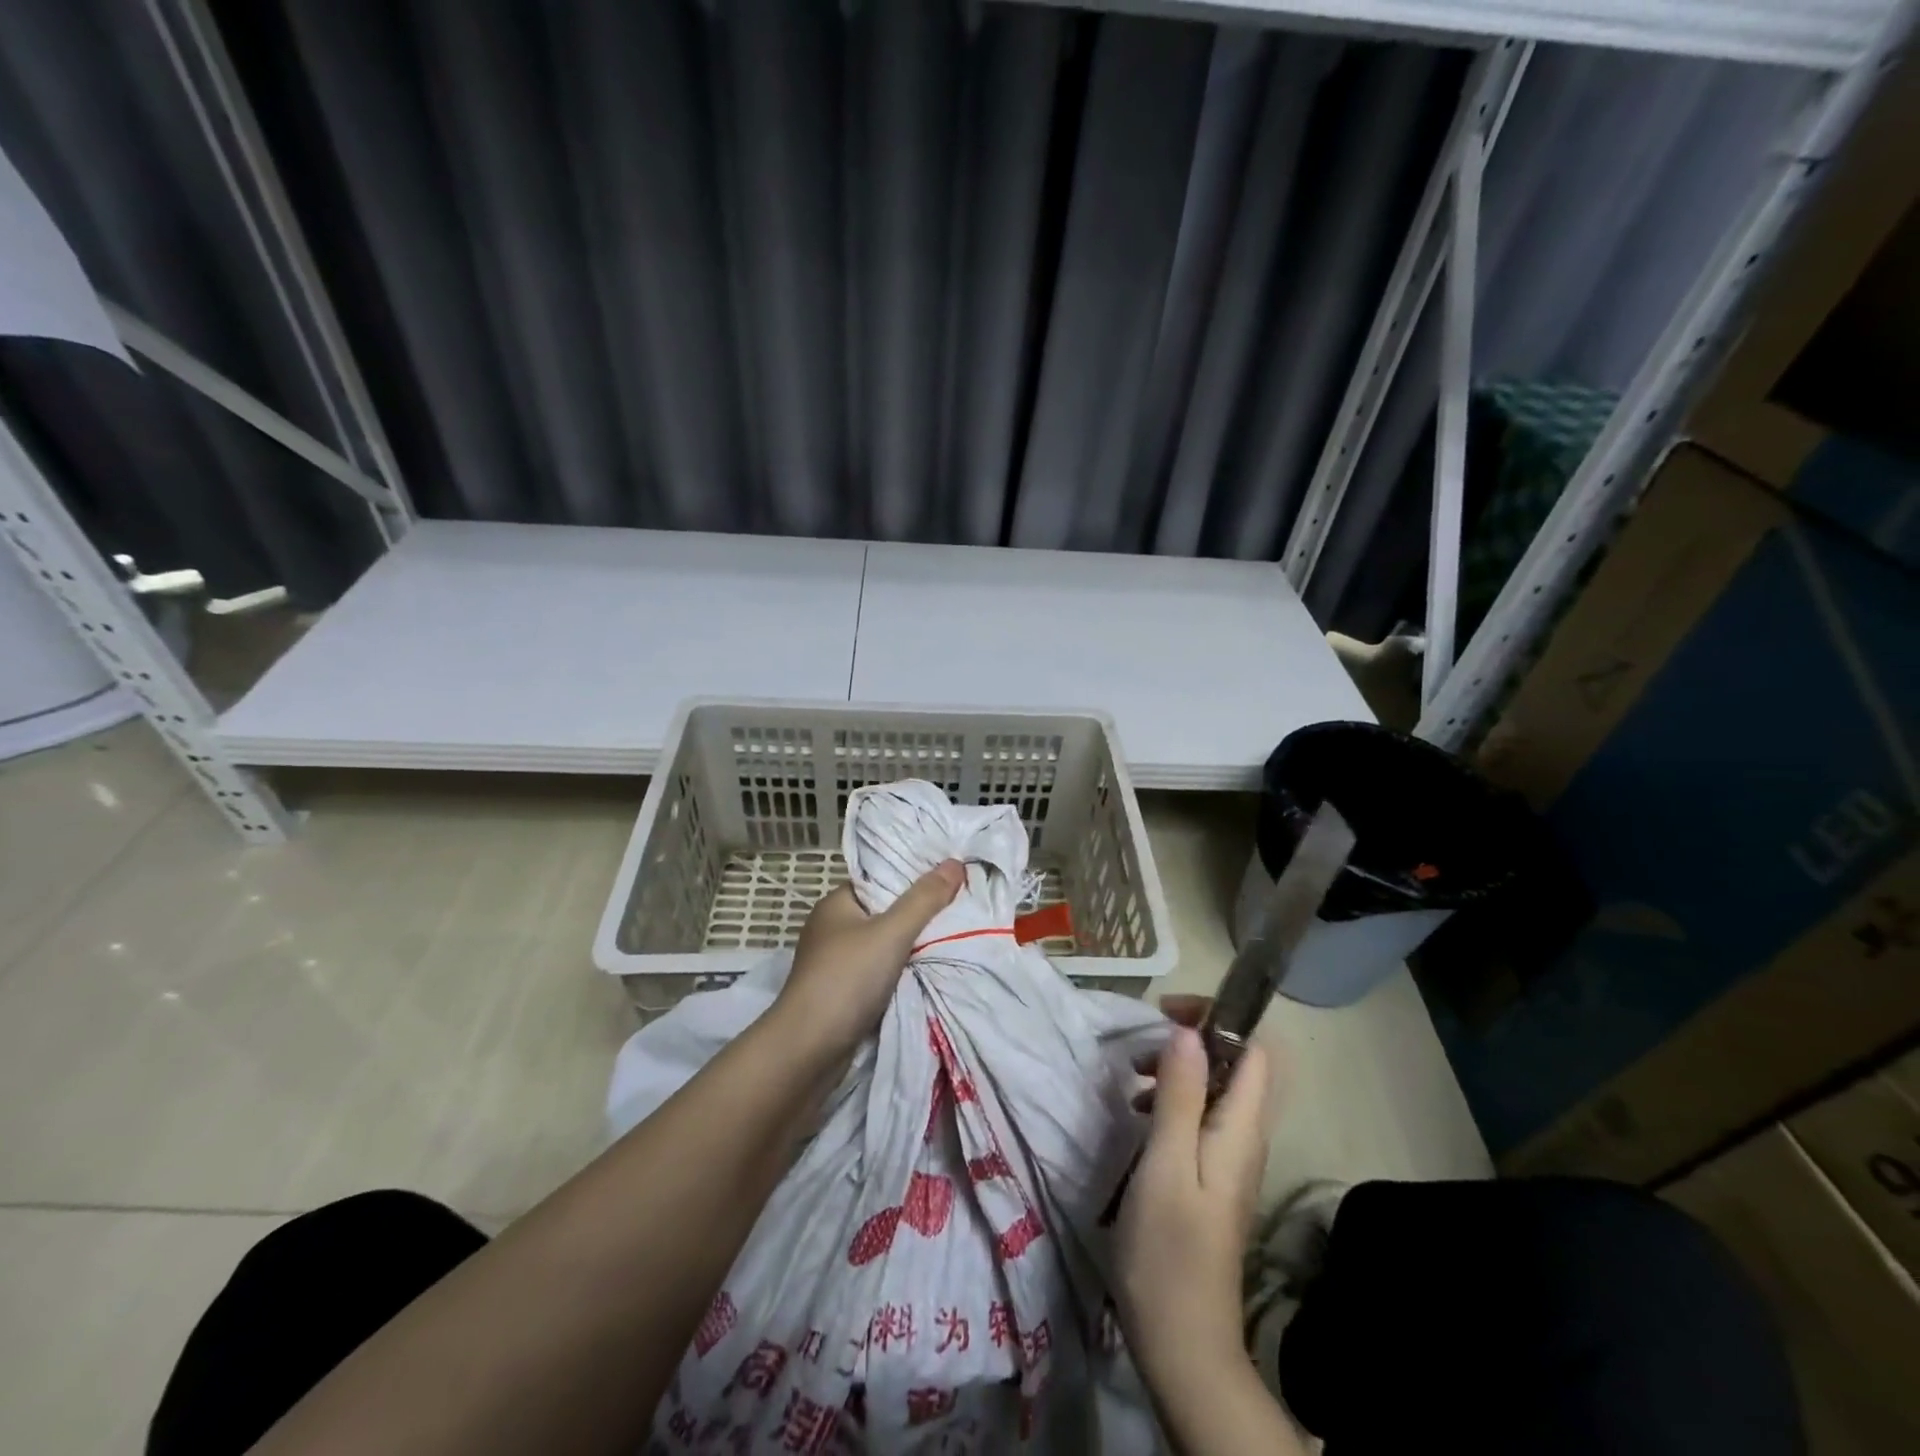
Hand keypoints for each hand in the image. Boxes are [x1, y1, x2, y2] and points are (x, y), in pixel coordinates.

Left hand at [772, 861, 964, 1056]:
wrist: (809, 1049)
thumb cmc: (847, 979)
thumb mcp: (892, 932)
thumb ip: (924, 899)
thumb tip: (955, 862)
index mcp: (836, 903)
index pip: (880, 880)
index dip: (913, 878)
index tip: (949, 879)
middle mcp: (833, 928)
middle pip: (885, 912)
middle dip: (918, 915)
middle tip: (959, 910)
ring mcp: (835, 963)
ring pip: (884, 946)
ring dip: (911, 948)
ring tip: (953, 938)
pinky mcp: (842, 993)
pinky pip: (879, 973)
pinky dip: (901, 973)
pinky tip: (929, 972)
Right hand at [1114, 998, 1273, 1388]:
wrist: (1182, 1343)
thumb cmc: (1169, 1250)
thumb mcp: (1166, 1164)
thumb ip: (1181, 1096)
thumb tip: (1189, 1033)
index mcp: (1240, 1131)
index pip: (1254, 1051)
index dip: (1217, 1019)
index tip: (1166, 1014)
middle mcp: (1244, 1139)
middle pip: (1235, 1066)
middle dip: (1191, 1042)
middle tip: (1140, 1049)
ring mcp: (1229, 1161)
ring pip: (1214, 1091)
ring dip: (1177, 1072)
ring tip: (1132, 1080)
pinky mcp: (1210, 1178)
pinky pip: (1200, 1118)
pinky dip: (1172, 1102)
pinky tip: (1139, 1117)